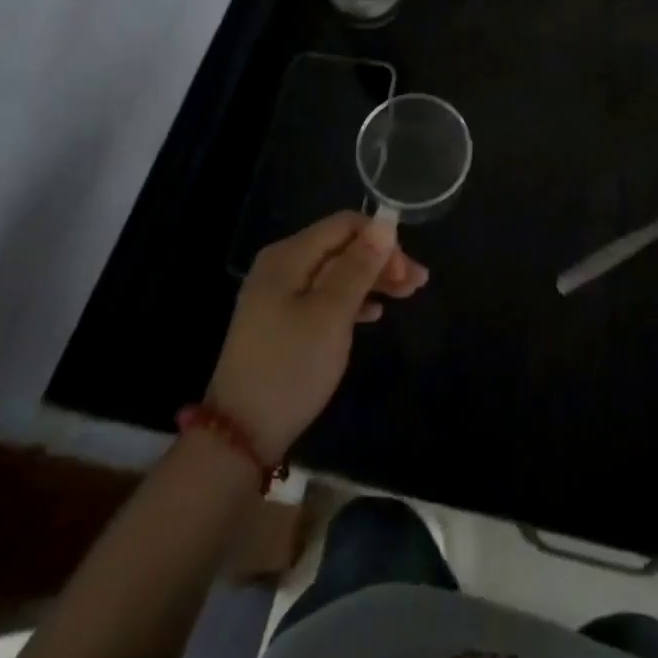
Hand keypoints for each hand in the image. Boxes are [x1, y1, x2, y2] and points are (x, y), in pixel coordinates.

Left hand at [204, 212, 428, 459]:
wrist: (240, 434)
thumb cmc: (291, 366)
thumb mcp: (332, 314)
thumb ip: (359, 266)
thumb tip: (386, 223)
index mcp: (288, 256)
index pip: (344, 225)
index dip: (381, 240)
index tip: (408, 272)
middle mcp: (282, 266)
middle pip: (341, 247)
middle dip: (381, 260)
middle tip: (417, 285)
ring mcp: (280, 294)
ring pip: (336, 273)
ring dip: (372, 280)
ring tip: (407, 296)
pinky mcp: (282, 322)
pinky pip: (325, 296)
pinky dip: (352, 300)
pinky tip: (374, 314)